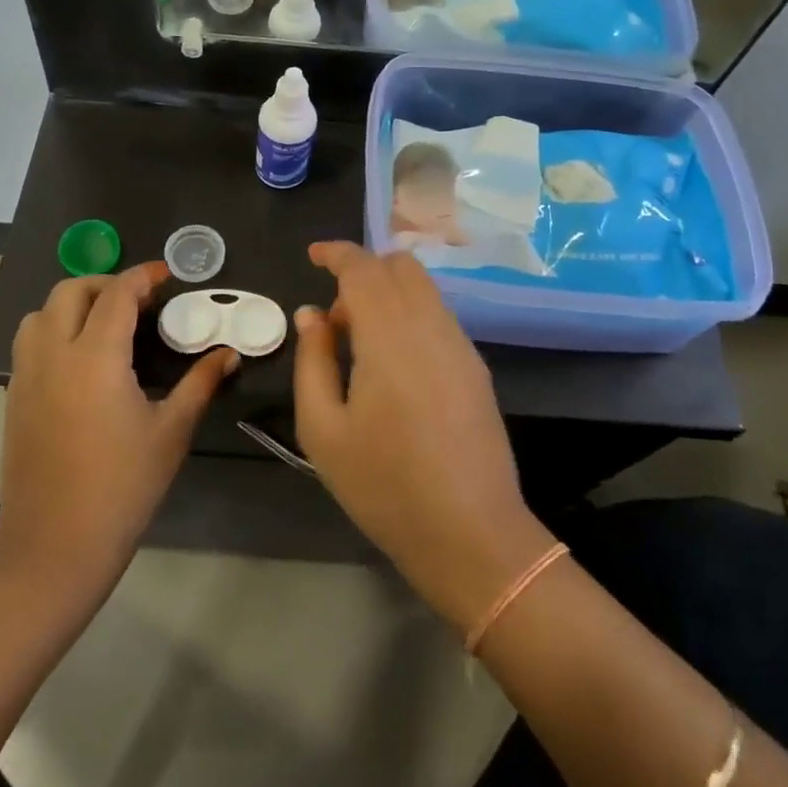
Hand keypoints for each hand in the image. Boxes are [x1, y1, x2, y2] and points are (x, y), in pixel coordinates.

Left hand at [0, 262, 236, 591]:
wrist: (56, 547)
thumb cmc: (123, 487)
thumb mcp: (171, 432)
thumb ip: (200, 383)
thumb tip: (229, 353)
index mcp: (95, 358)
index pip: (117, 295)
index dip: (143, 276)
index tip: (166, 275)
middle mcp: (54, 355)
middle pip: (70, 291)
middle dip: (106, 284)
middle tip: (138, 300)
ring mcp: (27, 376)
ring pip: (41, 313)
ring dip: (73, 304)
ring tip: (105, 324)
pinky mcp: (14, 398)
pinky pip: (30, 343)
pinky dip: (54, 330)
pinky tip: (81, 360)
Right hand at [292, 243, 554, 632]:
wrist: (471, 535)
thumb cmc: (385, 486)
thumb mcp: (323, 429)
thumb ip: (312, 360)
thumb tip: (310, 313)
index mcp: (389, 336)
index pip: (364, 267)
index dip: (336, 252)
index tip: (313, 255)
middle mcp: (430, 327)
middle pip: (400, 266)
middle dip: (363, 271)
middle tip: (336, 319)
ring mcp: (460, 345)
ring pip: (423, 288)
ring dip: (388, 293)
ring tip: (362, 345)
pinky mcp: (476, 367)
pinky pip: (439, 315)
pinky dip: (410, 313)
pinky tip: (395, 364)